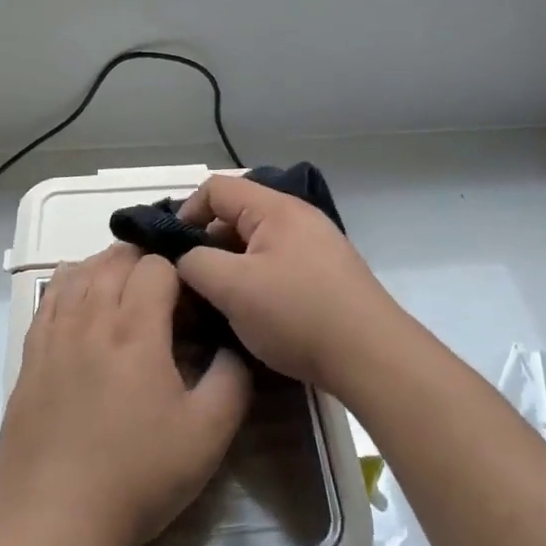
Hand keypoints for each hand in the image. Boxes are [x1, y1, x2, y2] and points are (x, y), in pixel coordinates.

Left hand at [0, 245, 251, 545]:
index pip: (157, 264)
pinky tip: (84, 299)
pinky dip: (73, 282)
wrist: (52, 521)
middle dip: (146, 262)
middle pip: (117, 257)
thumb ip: (233, 380)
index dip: (181, 272)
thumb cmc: (136, 477)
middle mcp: (91, 316)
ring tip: (127, 290)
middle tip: (167, 293)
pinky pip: (51, 295)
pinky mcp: (30, 353)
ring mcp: (55, 332)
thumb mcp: (207, 436)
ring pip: (81, 269)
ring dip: (109, 267)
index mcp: (135, 328)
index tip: (193, 301)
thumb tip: (234, 343)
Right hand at [175, 174, 402, 391]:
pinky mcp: (326, 275)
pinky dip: (257, 281)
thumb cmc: (298, 314)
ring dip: (232, 267)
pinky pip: (278, 264)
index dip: (187, 212)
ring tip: (219, 303)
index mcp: (275, 208)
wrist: (372, 356)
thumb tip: (185, 259)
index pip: (217, 188)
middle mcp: (297, 217)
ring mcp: (316, 246)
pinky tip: (253, 314)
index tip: (173, 252)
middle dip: (208, 245)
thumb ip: (197, 264)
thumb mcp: (233, 288)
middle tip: (192, 284)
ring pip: (257, 244)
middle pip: (237, 215)